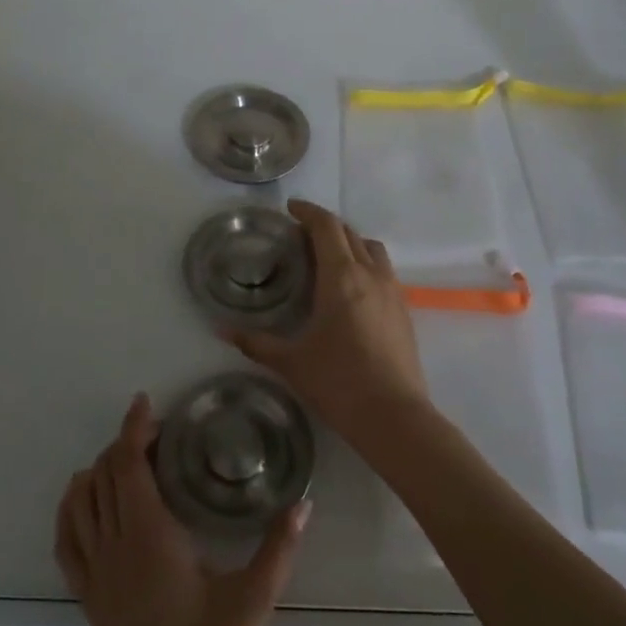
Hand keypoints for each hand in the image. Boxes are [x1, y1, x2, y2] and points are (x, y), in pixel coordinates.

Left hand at [56, 394, 308, 625]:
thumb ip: (280, 547)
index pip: (128, 465)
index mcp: (149, 536)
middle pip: (104, 476)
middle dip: (122, 444)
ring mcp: (96, 574)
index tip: (145, 403)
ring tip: (123, 459)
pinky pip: (66, 543)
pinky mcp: (89, 598)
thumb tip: (304, 501)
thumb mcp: (254, 600)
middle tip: (154, 433)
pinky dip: (69, 511)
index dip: (133, 428)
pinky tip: (83, 503)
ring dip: (96, 471)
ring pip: (80, 503)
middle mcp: (115, 545)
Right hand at [227, 199, 429, 439]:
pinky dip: (366, 263)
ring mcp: (392, 291)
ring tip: (329, 257)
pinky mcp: (404, 310)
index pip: (326, 226)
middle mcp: (370, 274)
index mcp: (341, 276)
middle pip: (349, 233)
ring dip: (350, 242)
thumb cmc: (338, 383)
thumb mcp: (290, 362)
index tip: (291, 209)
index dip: (308, 211)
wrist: (394, 417)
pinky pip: (384, 270)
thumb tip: (221, 330)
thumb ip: (255, 342)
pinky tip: (352, 289)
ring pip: (372, 249)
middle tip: (301, 235)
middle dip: (325, 226)